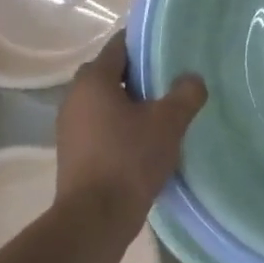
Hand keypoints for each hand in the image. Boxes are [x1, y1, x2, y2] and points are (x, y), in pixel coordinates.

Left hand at [56, 33, 207, 232]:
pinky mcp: (73, 152)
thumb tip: (193, 79)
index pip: (119, 46)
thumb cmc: (129, 159)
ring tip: (161, 111)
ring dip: (129, 102)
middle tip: (169, 80)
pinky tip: (144, 140)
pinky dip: (120, 125)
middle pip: (110, 73)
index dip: (145, 43)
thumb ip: (185, 94)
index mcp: (93, 80)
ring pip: (104, 101)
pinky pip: (100, 125)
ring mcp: (70, 126)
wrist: (94, 219)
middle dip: (139, 74)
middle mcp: (74, 97)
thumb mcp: (168, 122)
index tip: (170, 48)